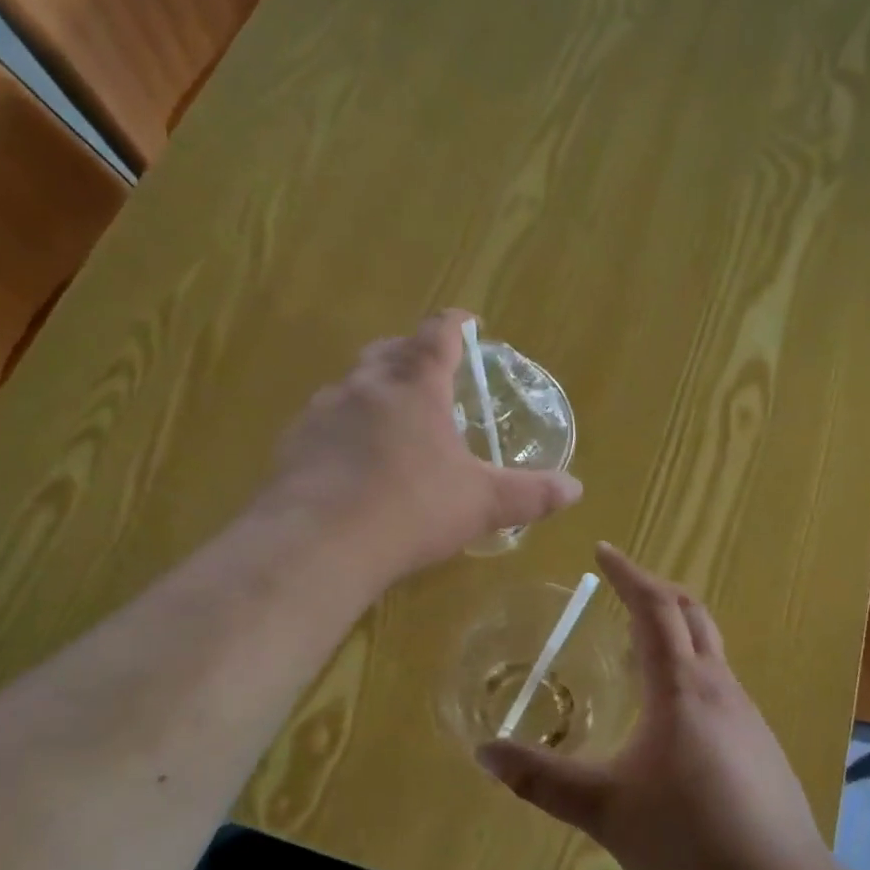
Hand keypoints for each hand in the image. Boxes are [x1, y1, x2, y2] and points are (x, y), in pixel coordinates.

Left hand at [264, 311, 582, 583]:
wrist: (319, 544)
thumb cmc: (411, 510)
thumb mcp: (482, 504)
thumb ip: (530, 494)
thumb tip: (576, 489)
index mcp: (415, 386)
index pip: (438, 334)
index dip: (457, 325)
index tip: (469, 325)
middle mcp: (366, 385)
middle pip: (390, 350)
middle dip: (412, 354)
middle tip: (431, 376)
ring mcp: (323, 410)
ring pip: (352, 384)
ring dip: (374, 391)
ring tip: (391, 422)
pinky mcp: (293, 441)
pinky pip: (323, 421)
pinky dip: (342, 428)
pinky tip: (350, 462)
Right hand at [478, 543, 831, 869]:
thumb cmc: (685, 840)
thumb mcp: (603, 809)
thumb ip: (541, 780)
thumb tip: (484, 752)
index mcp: (682, 687)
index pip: (655, 608)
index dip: (628, 574)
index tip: (603, 551)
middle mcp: (720, 687)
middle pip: (692, 614)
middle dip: (657, 591)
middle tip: (622, 587)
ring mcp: (748, 716)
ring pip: (711, 650)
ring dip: (676, 632)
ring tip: (638, 648)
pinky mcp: (761, 745)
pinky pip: (721, 685)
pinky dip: (692, 670)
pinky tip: (672, 715)